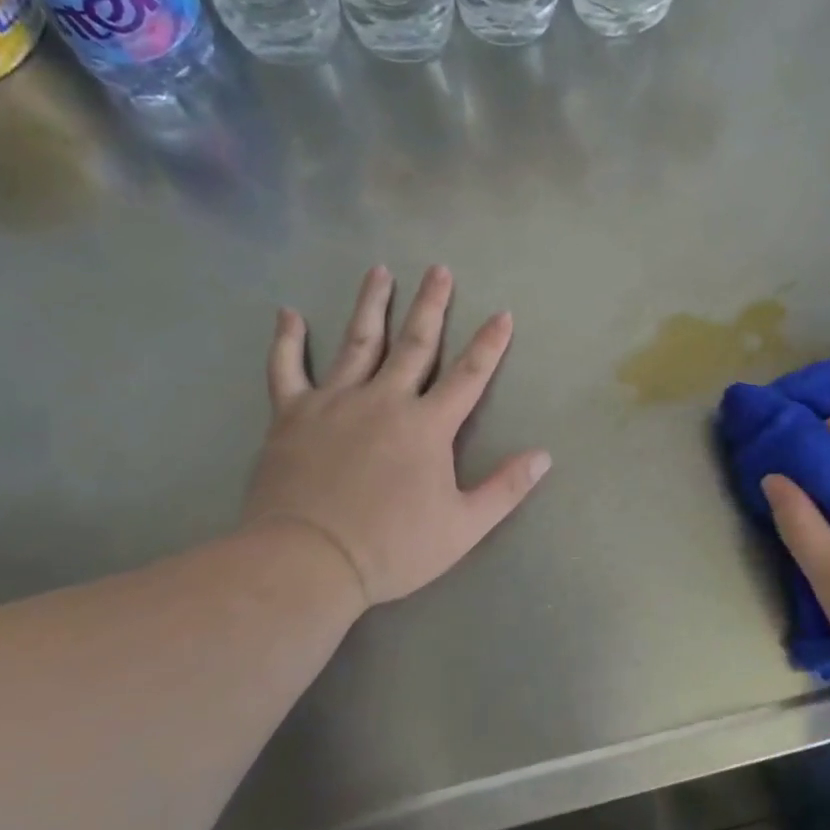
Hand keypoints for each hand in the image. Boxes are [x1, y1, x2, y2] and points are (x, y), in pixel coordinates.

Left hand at [243, 265, 551, 608]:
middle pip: (414, 343)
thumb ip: (504, 488)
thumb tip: (544, 456)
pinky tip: (288, 313)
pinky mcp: (292, 414)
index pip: (468, 375)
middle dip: (431, 305)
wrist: (308, 560)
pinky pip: (286, 369)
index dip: (489, 344)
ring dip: (371, 305)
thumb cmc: (392, 547)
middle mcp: (384, 400)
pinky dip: (286, 340)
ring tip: (379, 271)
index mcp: (427, 425)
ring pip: (357, 342)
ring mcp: (335, 402)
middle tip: (438, 269)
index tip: (502, 314)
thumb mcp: (463, 526)